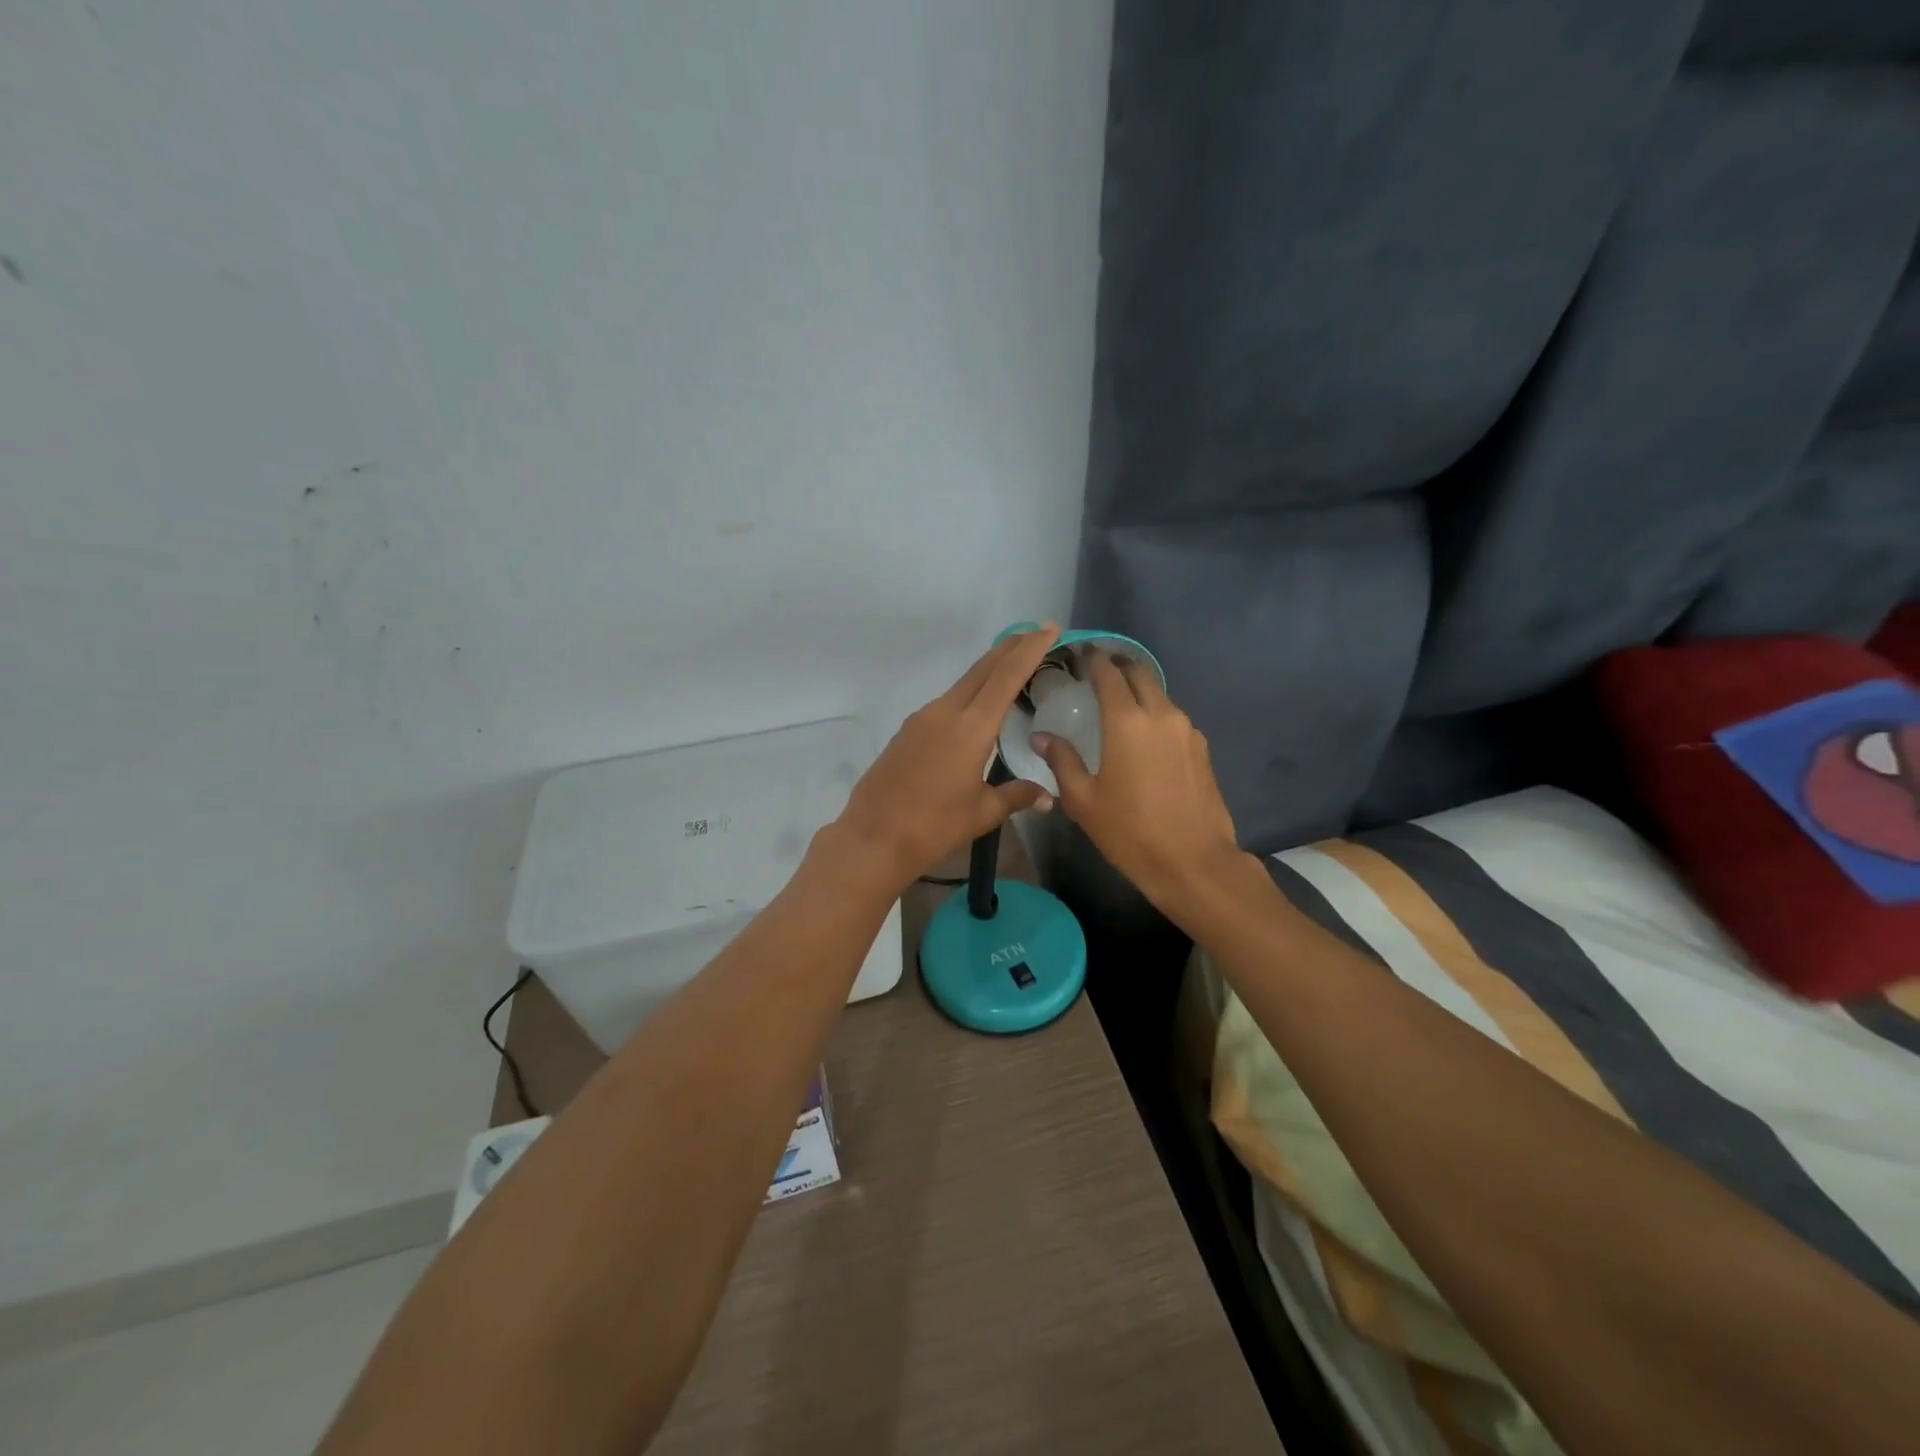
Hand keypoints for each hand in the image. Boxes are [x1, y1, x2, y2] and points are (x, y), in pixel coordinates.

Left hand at [834, 625, 1062, 891]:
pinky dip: (969, 692)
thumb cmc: (933, 826)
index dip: (1029, 650)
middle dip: (1011, 647)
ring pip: (962, 683)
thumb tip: (1049, 797)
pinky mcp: (907, 731)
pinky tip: (976, 705)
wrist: (873, 837)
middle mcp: (945, 713)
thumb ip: (1016, 796)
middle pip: (983, 669)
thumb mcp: (982, 813)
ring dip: (988, 669)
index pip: (1006, 677)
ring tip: (1012, 664)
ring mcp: (922, 719)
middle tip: (1036, 632)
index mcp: (970, 728)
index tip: (1048, 628)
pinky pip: (946, 701)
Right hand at [1034, 651, 1243, 913]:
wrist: (1194, 862)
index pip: (1108, 675)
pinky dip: (1155, 714)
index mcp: (1127, 722)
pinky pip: (1173, 718)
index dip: (1093, 660)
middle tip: (1100, 670)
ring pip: (1160, 695)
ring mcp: (1187, 731)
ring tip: (1119, 704)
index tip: (1081, 653)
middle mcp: (1161, 715)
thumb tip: (1041, 737)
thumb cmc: (1130, 832)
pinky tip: (1144, 736)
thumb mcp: (1083, 800)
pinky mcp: (1202, 748)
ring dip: (1139, 691)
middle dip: (1120, 666)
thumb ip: (1062, 761)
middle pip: (1140, 674)